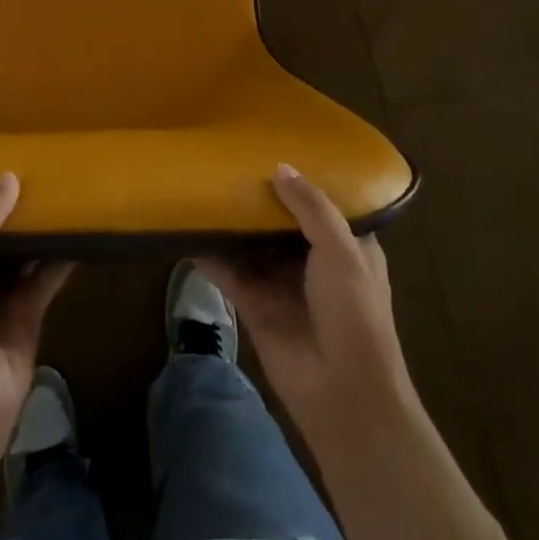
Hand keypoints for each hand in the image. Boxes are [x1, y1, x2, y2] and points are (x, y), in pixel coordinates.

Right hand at [199, 163, 413, 447]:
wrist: (343, 392)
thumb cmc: (354, 313)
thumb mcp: (342, 250)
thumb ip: (311, 207)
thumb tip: (280, 167)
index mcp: (345, 247)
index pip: (322, 205)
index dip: (302, 180)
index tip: (276, 148)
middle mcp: (311, 260)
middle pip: (279, 221)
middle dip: (258, 196)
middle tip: (228, 159)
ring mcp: (280, 283)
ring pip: (250, 243)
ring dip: (230, 222)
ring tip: (201, 184)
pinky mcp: (253, 304)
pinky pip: (227, 271)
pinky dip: (208, 253)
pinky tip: (184, 229)